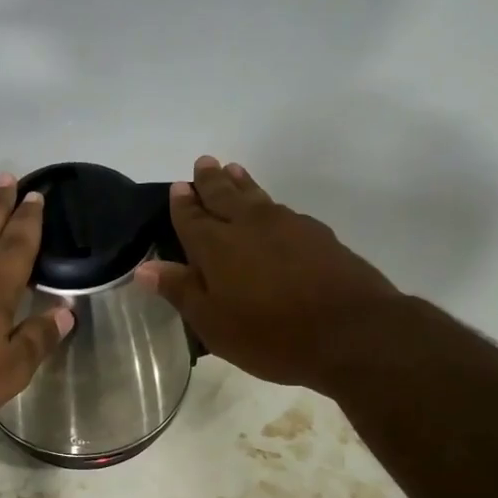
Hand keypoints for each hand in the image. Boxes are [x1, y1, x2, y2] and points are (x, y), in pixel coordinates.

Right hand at [135, 156, 398, 390]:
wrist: (352, 331)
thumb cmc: (271, 334)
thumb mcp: (214, 323)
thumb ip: (181, 291)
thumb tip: (145, 267)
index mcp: (217, 245)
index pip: (192, 217)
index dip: (183, 203)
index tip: (179, 186)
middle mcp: (249, 225)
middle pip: (225, 195)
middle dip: (211, 180)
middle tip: (204, 162)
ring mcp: (288, 225)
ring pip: (257, 196)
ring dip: (241, 183)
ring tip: (234, 170)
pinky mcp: (318, 235)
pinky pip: (283, 210)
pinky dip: (269, 203)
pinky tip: (273, 209)